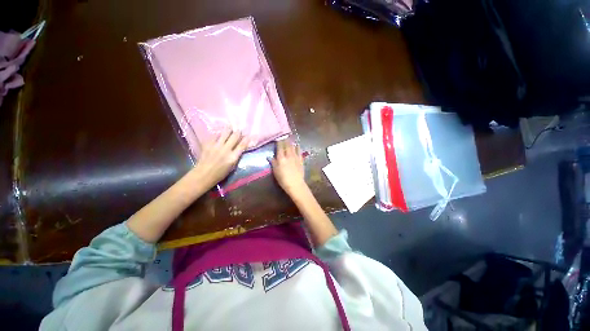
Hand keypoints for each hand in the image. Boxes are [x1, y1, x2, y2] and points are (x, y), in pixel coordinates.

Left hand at [191, 129, 248, 188]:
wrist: (203, 174)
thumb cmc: (220, 173)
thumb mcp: (232, 166)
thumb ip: (236, 156)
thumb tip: (240, 147)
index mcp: (233, 157)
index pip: (242, 145)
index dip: (247, 139)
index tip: (249, 135)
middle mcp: (226, 150)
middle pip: (235, 137)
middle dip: (238, 132)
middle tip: (239, 130)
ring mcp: (216, 146)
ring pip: (225, 133)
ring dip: (229, 129)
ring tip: (230, 126)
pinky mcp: (208, 144)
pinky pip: (215, 135)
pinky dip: (219, 133)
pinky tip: (220, 133)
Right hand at [270, 139, 306, 196]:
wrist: (295, 184)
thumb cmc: (283, 179)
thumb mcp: (275, 171)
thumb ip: (273, 163)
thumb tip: (268, 156)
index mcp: (281, 158)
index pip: (279, 147)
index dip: (278, 141)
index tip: (278, 136)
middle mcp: (288, 155)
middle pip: (287, 145)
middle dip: (285, 139)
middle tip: (284, 134)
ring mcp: (295, 157)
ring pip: (293, 147)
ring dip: (291, 141)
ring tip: (290, 136)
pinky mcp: (301, 160)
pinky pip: (299, 152)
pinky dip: (298, 147)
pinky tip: (297, 144)